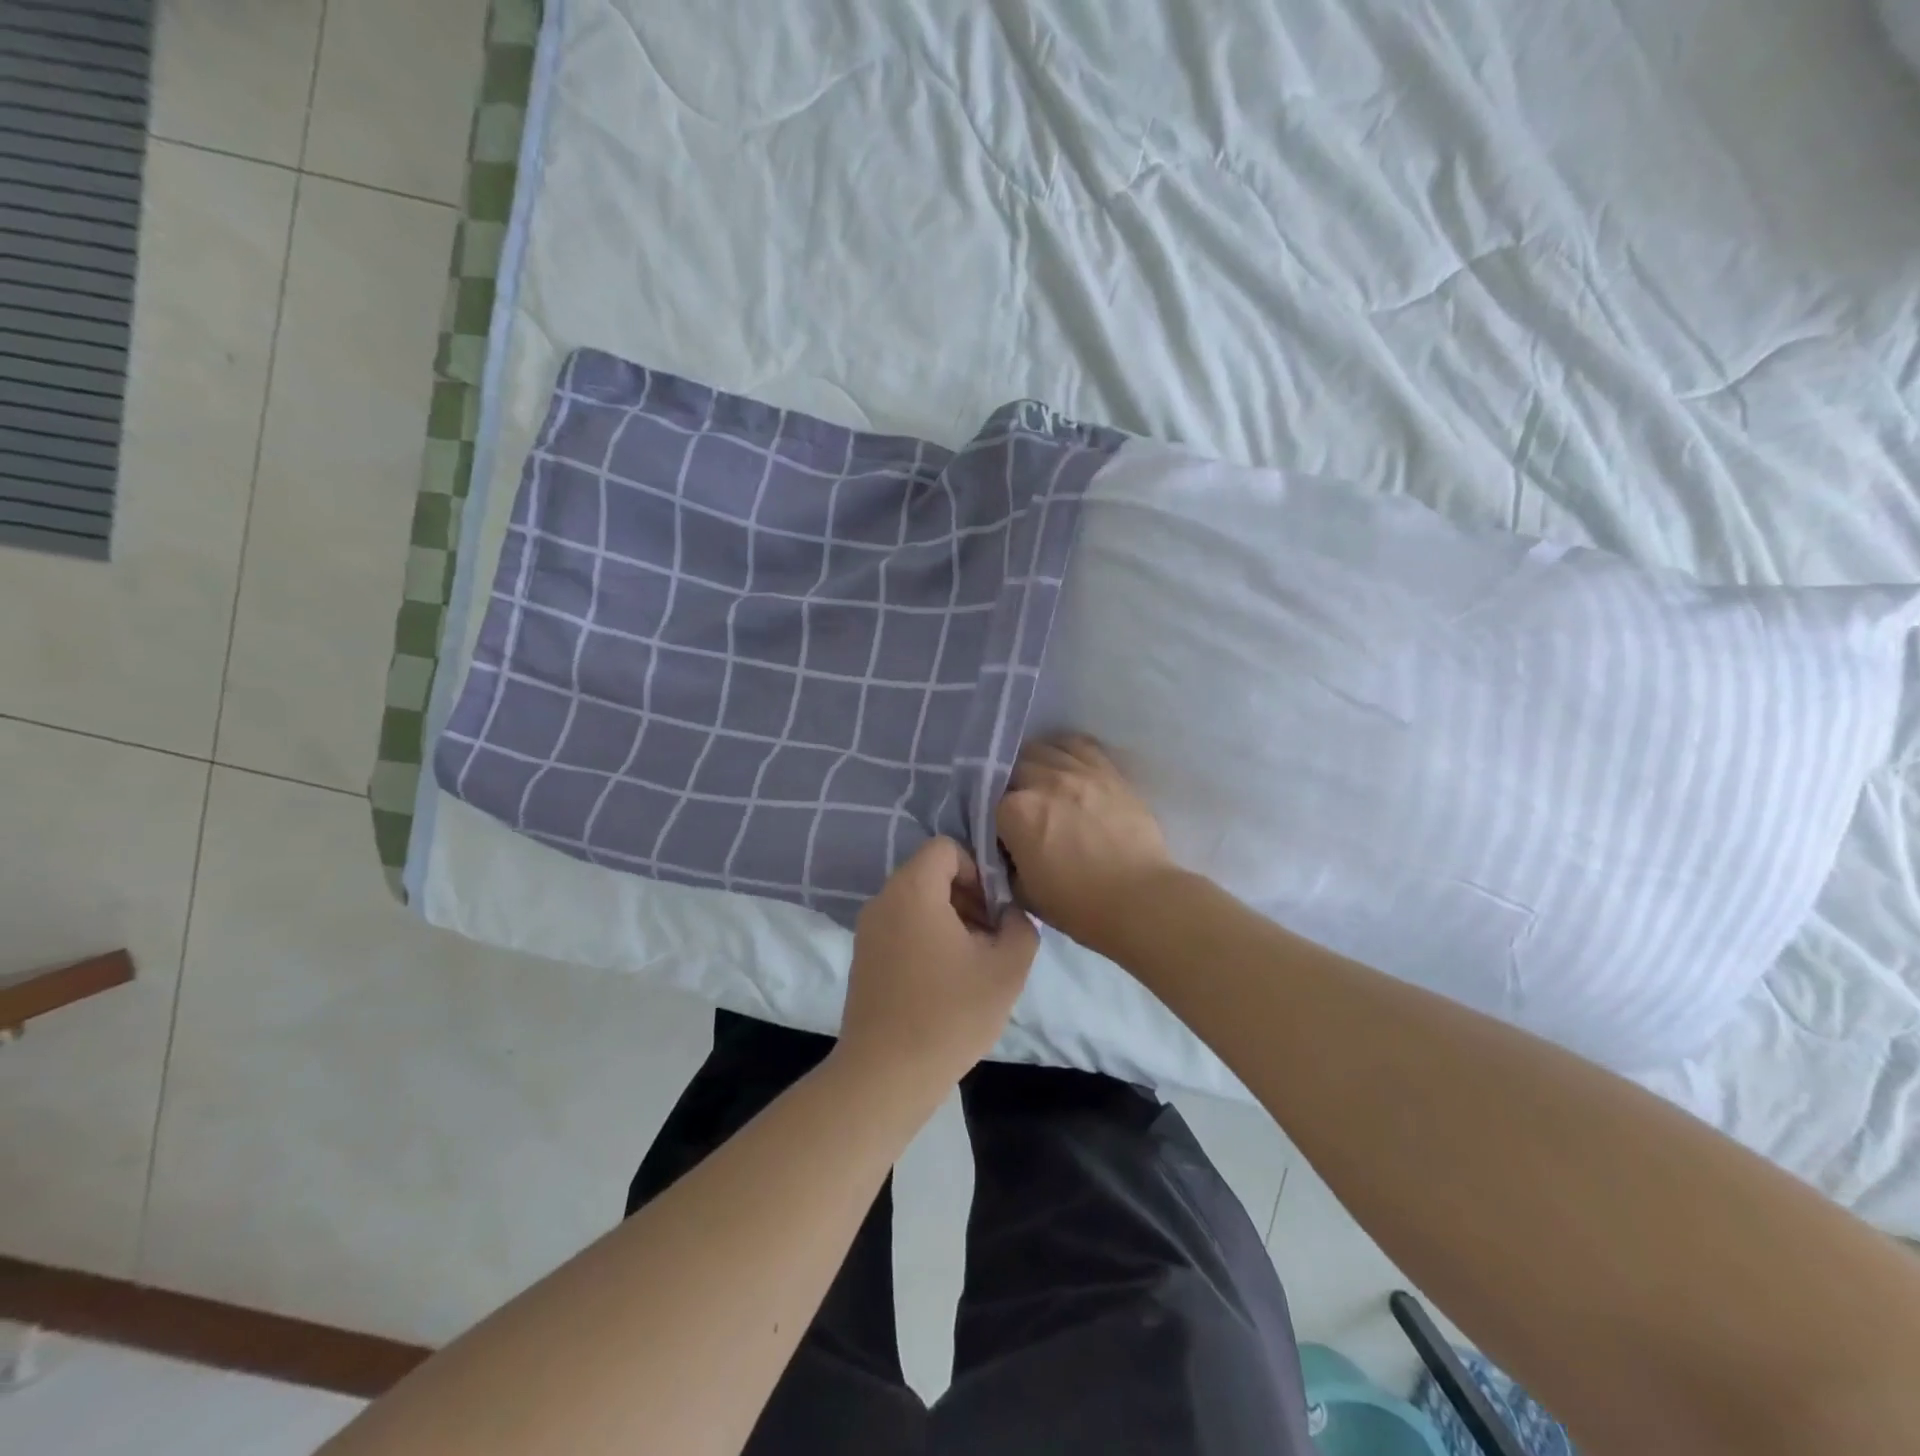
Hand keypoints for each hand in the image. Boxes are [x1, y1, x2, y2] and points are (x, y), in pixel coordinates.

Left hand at [836, 837, 1039, 1095]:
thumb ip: (1021, 927)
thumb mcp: (1007, 969)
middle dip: (968, 896)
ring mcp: (867, 929)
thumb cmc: (950, 1014)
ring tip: (972, 962)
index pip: (946, 848)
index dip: (978, 870)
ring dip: (950, 919)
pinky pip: (900, 926)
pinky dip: (926, 937)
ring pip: (916, 902)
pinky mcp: (863, 957)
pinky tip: (945, 980)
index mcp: (913, 890)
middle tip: (991, 937)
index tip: (994, 910)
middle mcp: (883, 899)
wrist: (886, 1074)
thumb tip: (1011, 914)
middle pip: (931, 874)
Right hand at [997, 734, 1175, 955]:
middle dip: (1010, 787)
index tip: (1002, 834)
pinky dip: (1065, 749)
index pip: (989, 802)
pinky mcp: (1108, 771)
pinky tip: (1065, 763)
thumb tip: (1007, 848)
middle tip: (1020, 809)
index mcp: (1015, 812)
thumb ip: (1006, 863)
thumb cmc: (1078, 905)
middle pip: (1012, 769)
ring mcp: (1078, 771)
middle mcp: (1043, 781)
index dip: (994, 819)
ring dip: (1034, 764)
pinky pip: (1079, 744)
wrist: (1140, 900)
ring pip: (1042, 749)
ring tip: (1040, 783)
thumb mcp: (1024, 893)